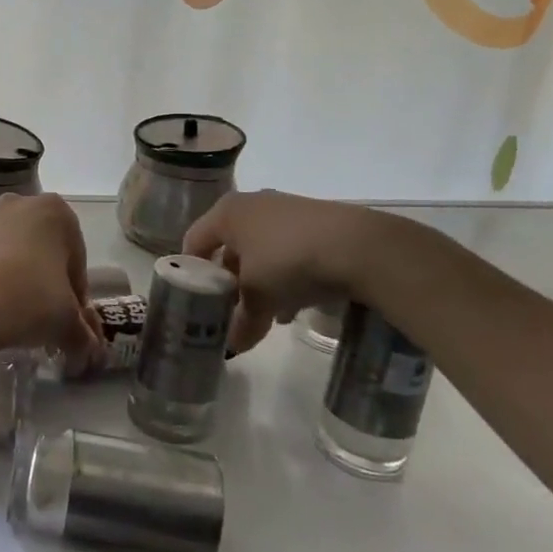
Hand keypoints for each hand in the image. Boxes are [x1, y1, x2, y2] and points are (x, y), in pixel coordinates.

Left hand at [0, 194, 97, 356]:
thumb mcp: (67, 323)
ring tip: (10, 315)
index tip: (70, 318)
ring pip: (5, 252)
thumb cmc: (30, 301)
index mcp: (54, 212)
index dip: (76, 291)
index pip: (75, 258)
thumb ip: (82, 333)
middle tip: (42, 315)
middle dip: (42, 278)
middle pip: (39, 248)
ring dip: (11, 277)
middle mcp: (16, 205)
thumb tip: (89, 348)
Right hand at [184, 191, 387, 351]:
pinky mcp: (315, 220)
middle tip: (234, 310)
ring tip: (270, 313)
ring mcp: (285, 208)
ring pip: (261, 250)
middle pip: (229, 247)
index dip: (192, 273)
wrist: (360, 246)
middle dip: (231, 281)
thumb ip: (242, 322)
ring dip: (261, 281)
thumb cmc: (289, 262)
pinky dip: (287, 274)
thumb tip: (233, 347)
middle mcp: (251, 204)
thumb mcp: (259, 297)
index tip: (198, 301)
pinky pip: (288, 249)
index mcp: (226, 213)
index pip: (194, 242)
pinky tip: (298, 302)